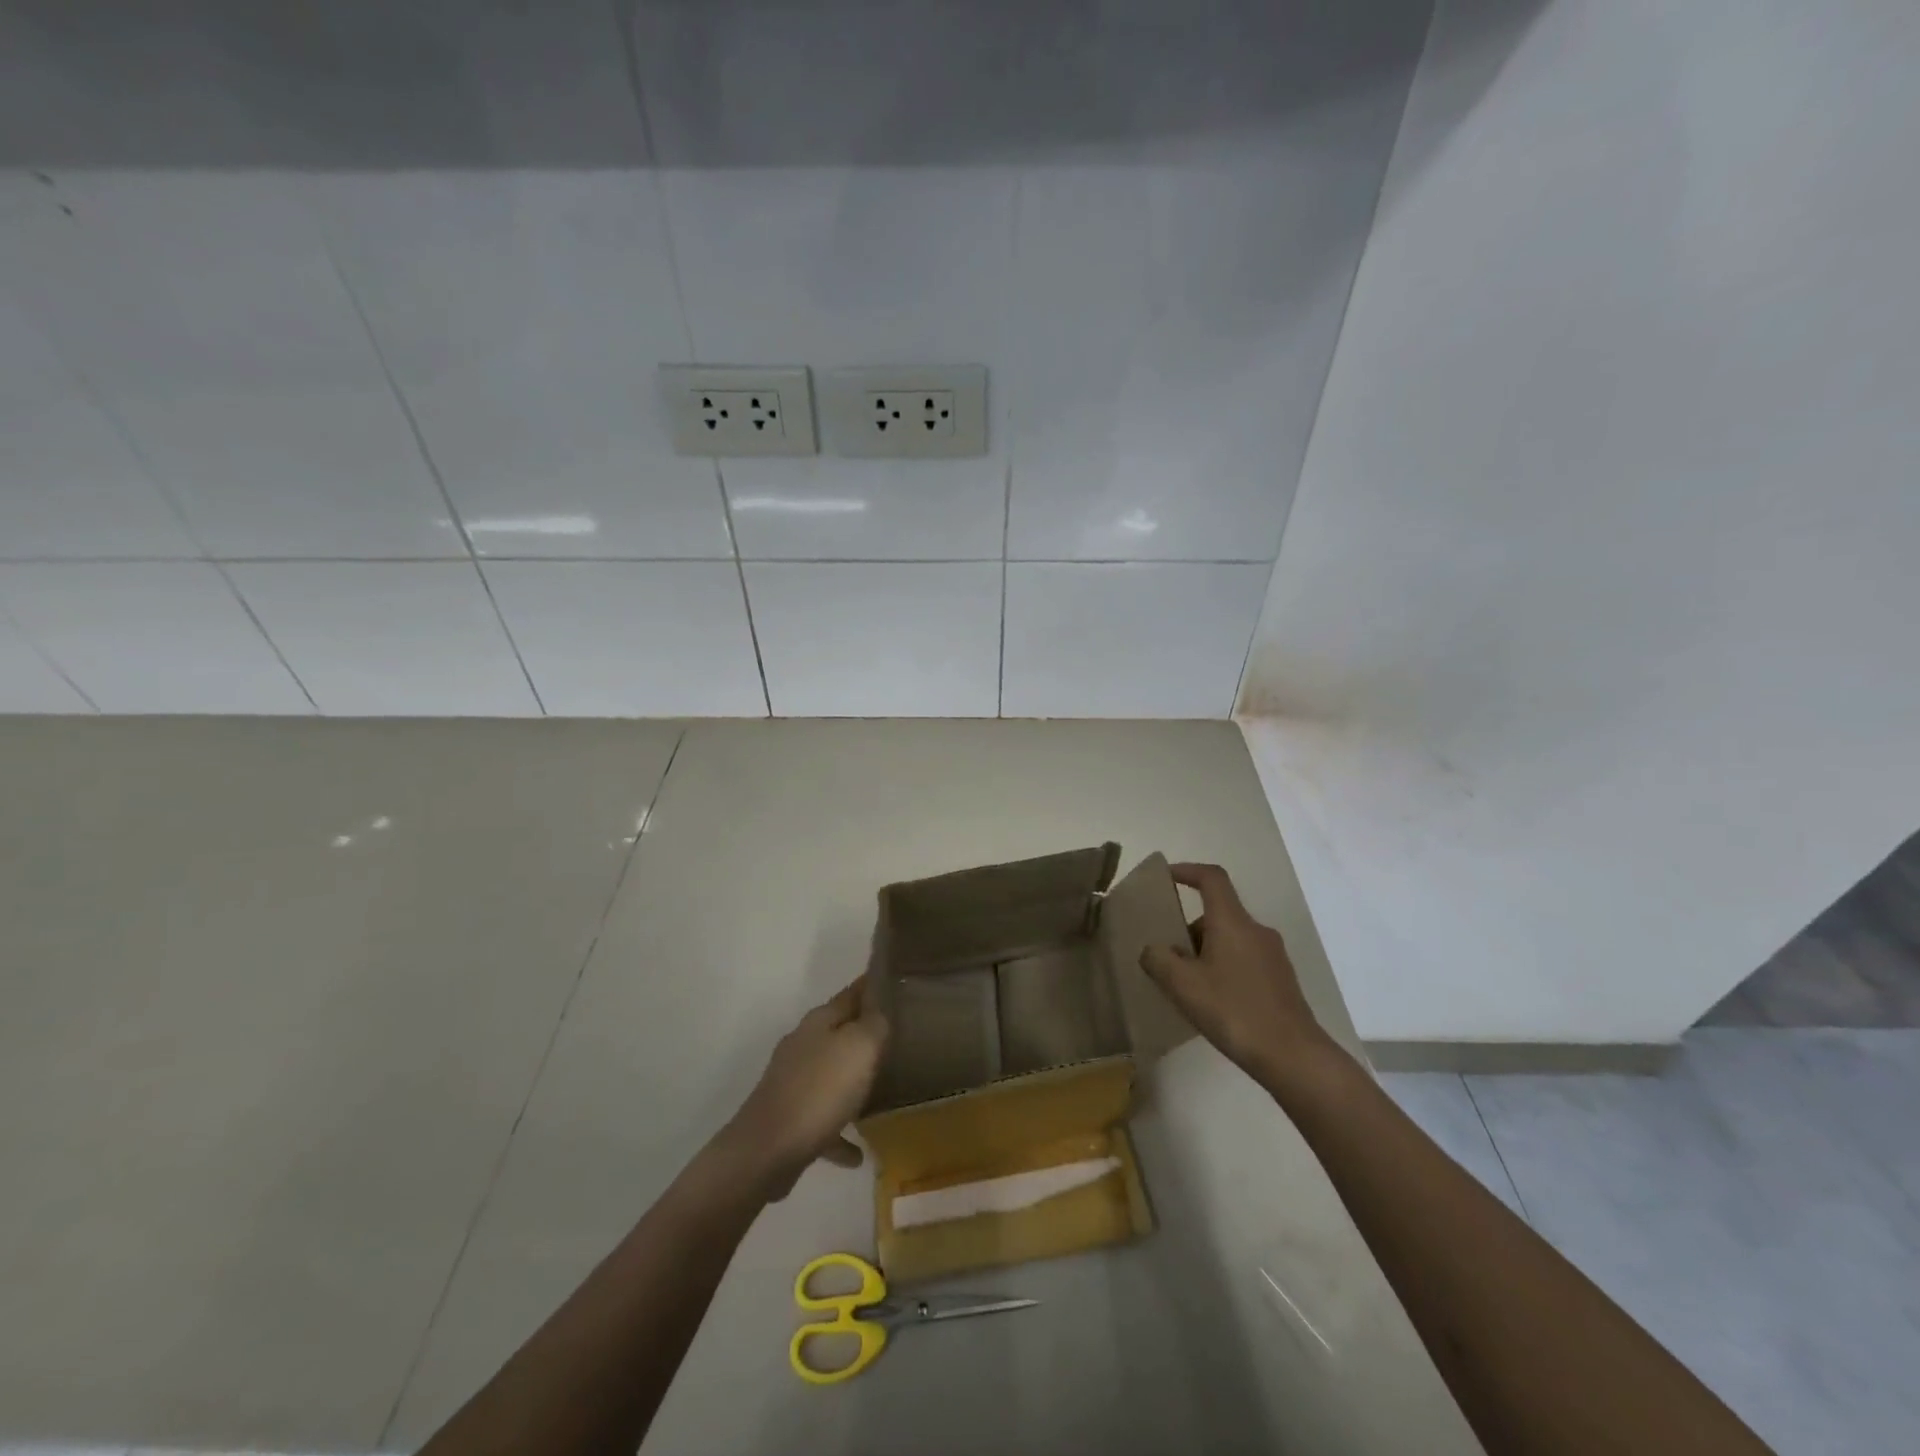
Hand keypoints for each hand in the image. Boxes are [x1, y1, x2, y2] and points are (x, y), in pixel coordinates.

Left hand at [723, 976, 889, 1198]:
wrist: (766, 1150)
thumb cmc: (820, 1090)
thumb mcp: (860, 1047)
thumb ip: (874, 1024)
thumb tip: (879, 1009)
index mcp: (819, 1022)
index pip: (851, 993)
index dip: (872, 986)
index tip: (894, 981)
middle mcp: (803, 1045)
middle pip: (840, 1033)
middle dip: (865, 1035)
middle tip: (898, 1037)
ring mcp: (792, 1083)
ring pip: (830, 1076)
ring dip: (852, 1083)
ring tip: (881, 1092)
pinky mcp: (788, 1120)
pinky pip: (823, 1121)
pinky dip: (840, 1132)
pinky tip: (858, 1153)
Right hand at [1139, 863, 1330, 1082]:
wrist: (1293, 1057)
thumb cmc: (1234, 1011)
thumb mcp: (1183, 985)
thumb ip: (1159, 960)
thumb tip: (1154, 949)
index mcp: (1233, 922)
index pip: (1211, 878)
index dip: (1187, 871)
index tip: (1166, 877)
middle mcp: (1256, 930)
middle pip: (1217, 913)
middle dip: (1189, 929)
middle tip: (1167, 956)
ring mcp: (1273, 956)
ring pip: (1230, 939)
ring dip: (1205, 952)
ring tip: (1187, 986)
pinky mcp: (1281, 980)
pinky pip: (1243, 960)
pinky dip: (1223, 969)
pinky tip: (1213, 1002)